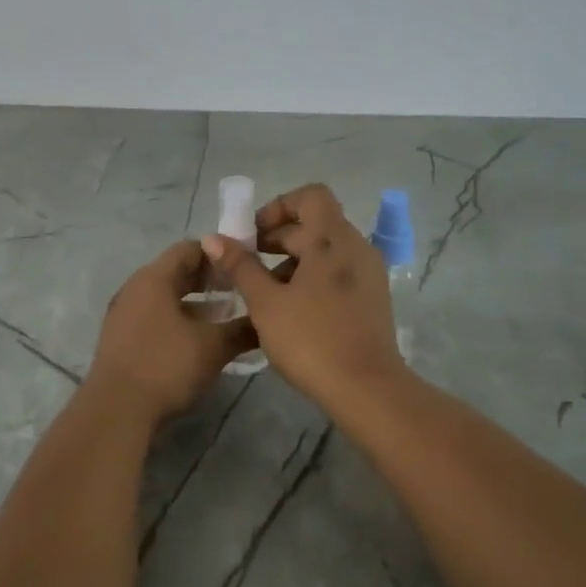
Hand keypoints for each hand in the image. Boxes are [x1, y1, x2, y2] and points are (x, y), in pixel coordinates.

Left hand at [87, 240, 256, 425]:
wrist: (116, 411)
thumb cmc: (166, 366)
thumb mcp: (213, 347)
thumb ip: (242, 329)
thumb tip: (266, 321)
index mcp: (154, 278)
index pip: (189, 249)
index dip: (219, 253)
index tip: (244, 264)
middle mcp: (135, 288)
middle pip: (176, 272)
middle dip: (209, 280)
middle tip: (240, 289)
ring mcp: (124, 314)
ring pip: (165, 297)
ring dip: (195, 303)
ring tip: (225, 316)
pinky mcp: (121, 339)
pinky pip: (154, 317)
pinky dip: (178, 320)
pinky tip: (198, 341)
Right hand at [200, 183, 405, 412]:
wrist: (367, 389)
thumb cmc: (311, 339)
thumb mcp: (266, 302)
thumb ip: (240, 266)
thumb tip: (213, 238)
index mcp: (333, 239)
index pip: (310, 196)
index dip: (278, 207)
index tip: (253, 235)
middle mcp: (356, 247)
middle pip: (315, 223)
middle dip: (278, 238)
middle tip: (247, 265)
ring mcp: (369, 273)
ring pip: (326, 250)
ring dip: (293, 260)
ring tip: (264, 292)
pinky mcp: (372, 298)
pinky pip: (338, 271)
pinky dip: (312, 277)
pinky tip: (291, 308)